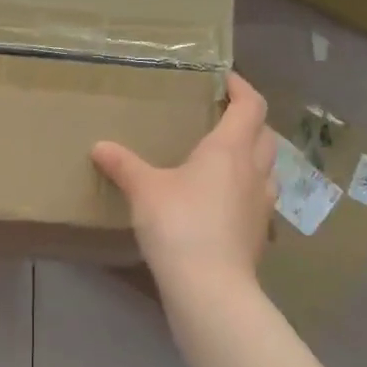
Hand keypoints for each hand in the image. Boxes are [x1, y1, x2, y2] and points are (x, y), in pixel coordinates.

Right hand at [92, 72, 276, 291]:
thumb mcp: (144, 190)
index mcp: (230, 149)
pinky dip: (246, 189)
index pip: (251, 106)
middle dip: (249, 121)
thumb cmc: (179, 224)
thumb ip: (123, 165)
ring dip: (253, 156)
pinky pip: (258, 198)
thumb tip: (99, 147)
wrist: (210, 286)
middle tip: (223, 118)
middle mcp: (254, 171)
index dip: (242, 88)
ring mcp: (261, 204)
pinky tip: (223, 202)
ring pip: (267, 168)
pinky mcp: (259, 233)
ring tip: (226, 159)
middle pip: (265, 134)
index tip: (226, 80)